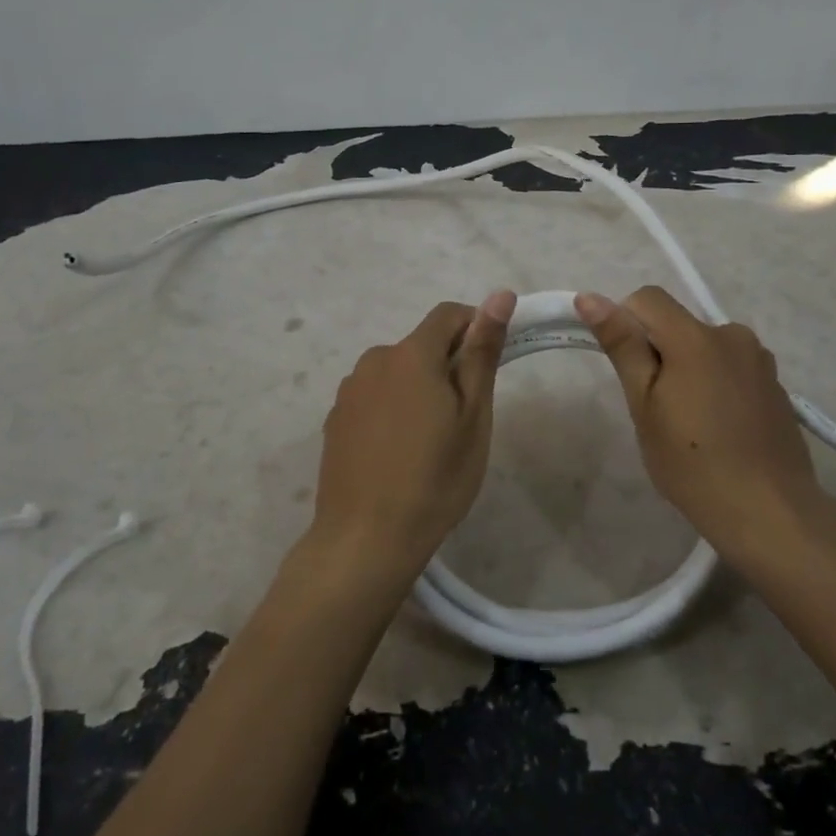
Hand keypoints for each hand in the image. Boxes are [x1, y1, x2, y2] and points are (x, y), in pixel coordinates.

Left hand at [309, 291, 516, 579]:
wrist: (365, 539)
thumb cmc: (434, 478)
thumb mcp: (473, 416)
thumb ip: (482, 352)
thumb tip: (500, 296)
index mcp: (411, 354)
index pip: (449, 315)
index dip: (476, 327)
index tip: (491, 363)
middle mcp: (374, 361)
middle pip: (421, 345)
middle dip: (448, 365)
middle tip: (466, 416)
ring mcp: (349, 391)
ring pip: (397, 372)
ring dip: (419, 387)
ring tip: (431, 440)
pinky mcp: (335, 419)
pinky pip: (375, 397)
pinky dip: (393, 409)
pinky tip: (398, 452)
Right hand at [574, 287, 835, 566]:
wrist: (769, 512)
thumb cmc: (692, 463)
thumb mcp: (645, 405)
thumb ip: (622, 345)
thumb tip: (589, 297)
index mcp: (696, 336)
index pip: (648, 298)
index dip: (626, 323)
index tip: (627, 370)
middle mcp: (733, 335)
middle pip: (678, 325)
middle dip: (659, 354)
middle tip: (656, 409)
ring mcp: (760, 360)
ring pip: (705, 348)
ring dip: (689, 369)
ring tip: (690, 425)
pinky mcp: (775, 385)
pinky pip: (731, 368)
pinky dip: (716, 385)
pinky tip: (720, 430)